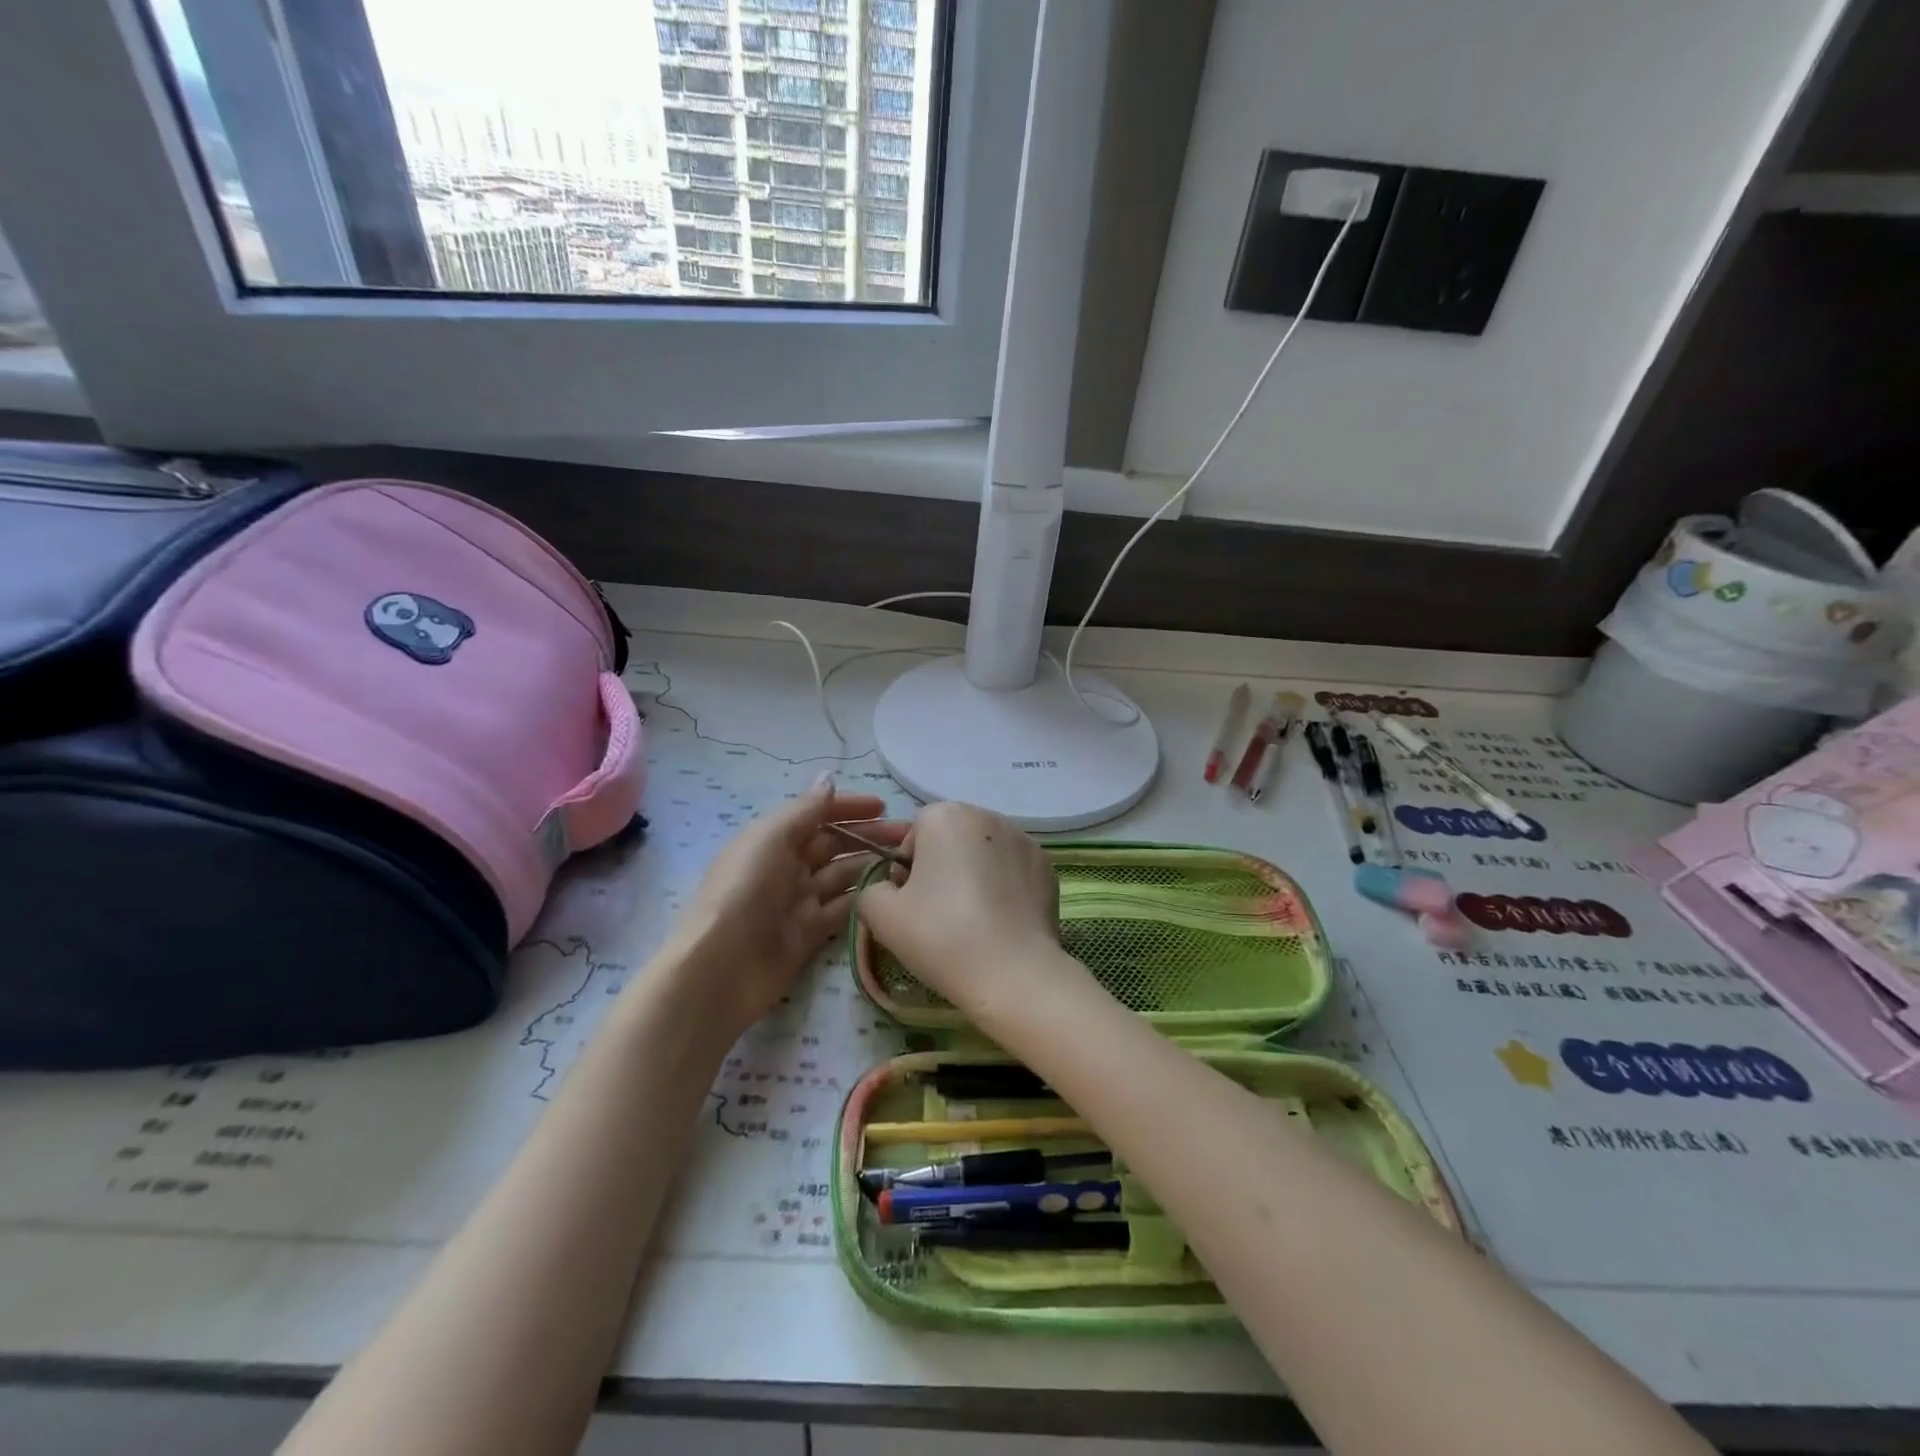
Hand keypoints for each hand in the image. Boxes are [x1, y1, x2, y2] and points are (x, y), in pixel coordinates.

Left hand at [674, 776, 906, 1035]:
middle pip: (835, 844)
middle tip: (910, 837)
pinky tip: (892, 893)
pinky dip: (865, 899)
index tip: (884, 806)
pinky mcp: (810, 935)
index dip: (849, 807)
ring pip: (843, 876)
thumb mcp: (770, 838)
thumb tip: (829, 778)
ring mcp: (799, 902)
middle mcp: (787, 866)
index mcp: (773, 839)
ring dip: (872, 865)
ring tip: (909, 862)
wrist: (720, 968)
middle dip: (869, 836)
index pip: (817, 814)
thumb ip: (804, 809)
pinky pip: (843, 909)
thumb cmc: (744, 891)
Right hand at [854, 802, 1063, 1017]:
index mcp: (945, 816)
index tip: (910, 903)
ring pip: (984, 854)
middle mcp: (987, 816)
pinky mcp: (1046, 867)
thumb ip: (872, 891)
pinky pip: (1013, 870)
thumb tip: (888, 890)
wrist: (1012, 973)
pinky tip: (1000, 922)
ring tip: (973, 921)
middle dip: (942, 868)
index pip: (914, 835)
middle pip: (951, 839)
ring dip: (974, 875)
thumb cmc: (941, 935)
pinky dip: (1004, 888)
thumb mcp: (881, 916)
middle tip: (938, 914)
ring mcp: (1023, 839)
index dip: (907, 869)